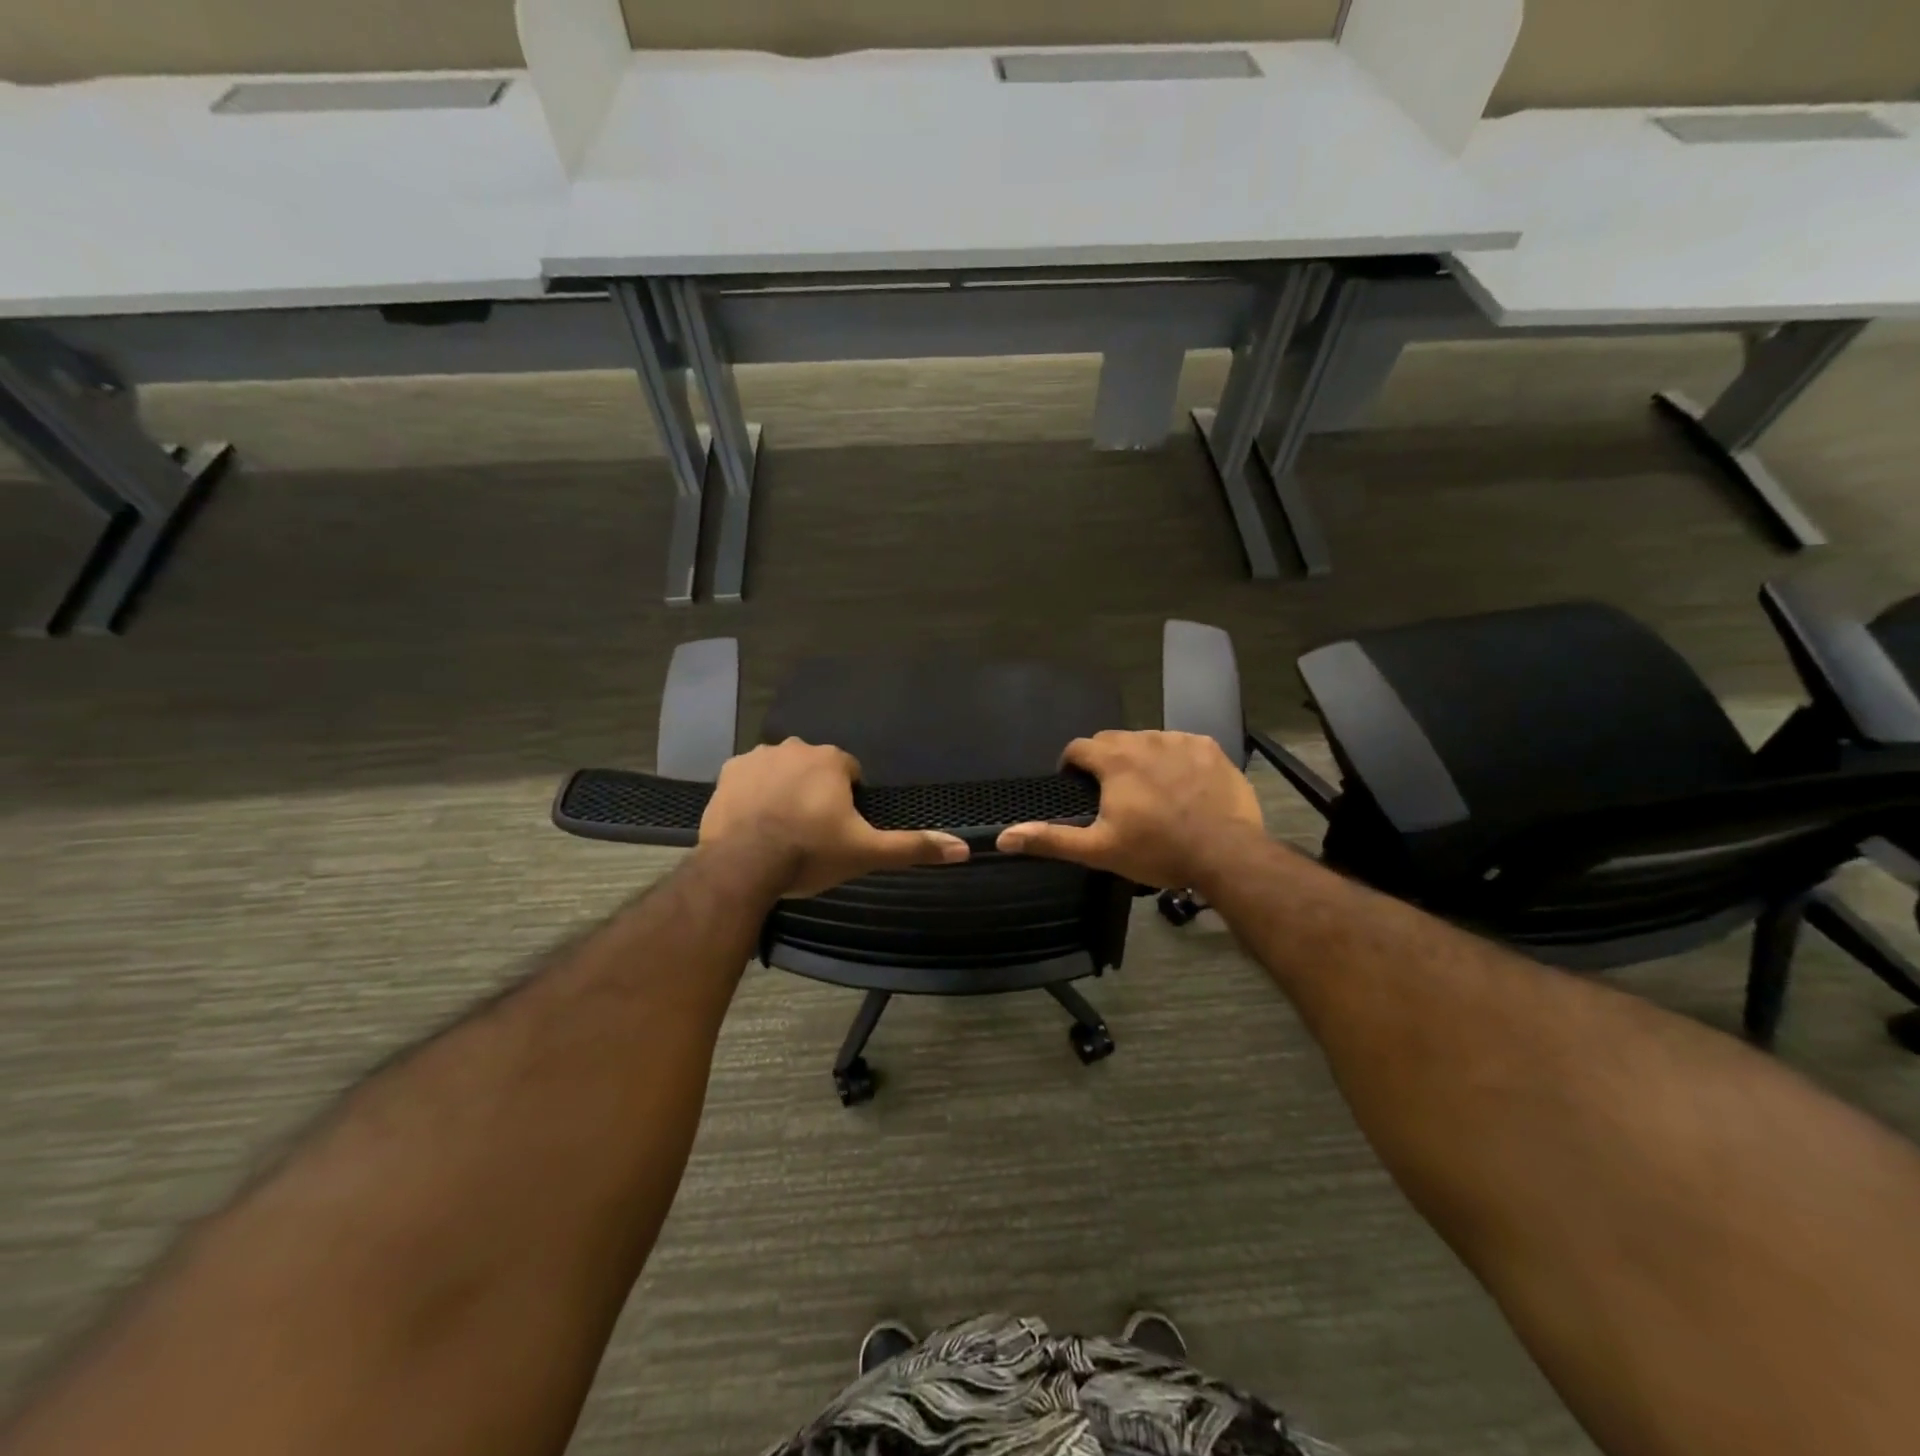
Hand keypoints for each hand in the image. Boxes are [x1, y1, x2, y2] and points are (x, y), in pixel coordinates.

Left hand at [698, 738, 970, 897]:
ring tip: (780, 830)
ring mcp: (758, 758)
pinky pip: (749, 779)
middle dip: (815, 792)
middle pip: (815, 769)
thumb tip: (963, 848)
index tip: (839, 829)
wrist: (743, 865)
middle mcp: (795, 747)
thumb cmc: (810, 853)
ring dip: (784, 790)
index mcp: (832, 760)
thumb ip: (913, 847)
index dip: (848, 801)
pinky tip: (753, 823)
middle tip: (811, 832)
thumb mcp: (866, 853)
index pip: (850, 773)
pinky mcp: (728, 773)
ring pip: (781, 770)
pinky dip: (753, 794)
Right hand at [996, 730, 1264, 889]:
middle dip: (1105, 760)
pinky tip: (1182, 785)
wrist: (1226, 853)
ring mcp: (1181, 741)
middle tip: (1111, 792)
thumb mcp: (1099, 850)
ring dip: (1140, 758)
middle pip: (1113, 740)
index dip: (1071, 764)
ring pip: (1148, 740)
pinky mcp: (1210, 749)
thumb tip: (1004, 837)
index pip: (1079, 747)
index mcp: (1115, 760)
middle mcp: (1145, 739)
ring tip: (1148, 790)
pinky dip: (1174, 759)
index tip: (1074, 784)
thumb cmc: (1157, 850)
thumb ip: (1051, 839)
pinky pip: (1182, 745)